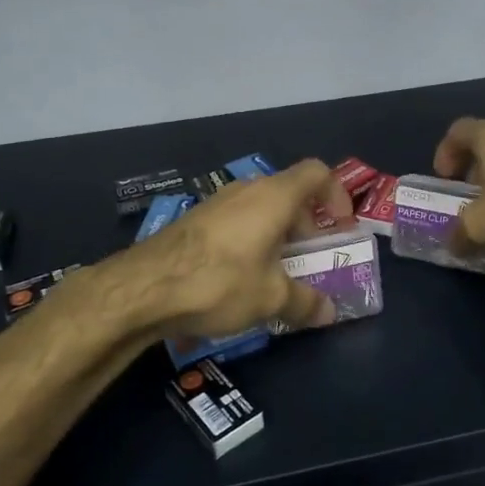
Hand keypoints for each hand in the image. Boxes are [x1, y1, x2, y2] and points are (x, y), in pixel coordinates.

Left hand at [124, 161, 353, 337]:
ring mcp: (217, 203)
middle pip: (289, 193)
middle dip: (307, 224)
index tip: (341, 228)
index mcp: (275, 196)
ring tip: (278, 272)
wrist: (143, 287)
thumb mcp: (270, 298)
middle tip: (311, 259)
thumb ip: (305, 302)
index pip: (317, 173)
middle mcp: (247, 190)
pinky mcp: (195, 221)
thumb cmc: (220, 281)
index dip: (336, 196)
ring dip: (278, 234)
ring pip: (261, 209)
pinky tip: (242, 278)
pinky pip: (237, 222)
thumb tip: (329, 312)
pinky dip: (251, 241)